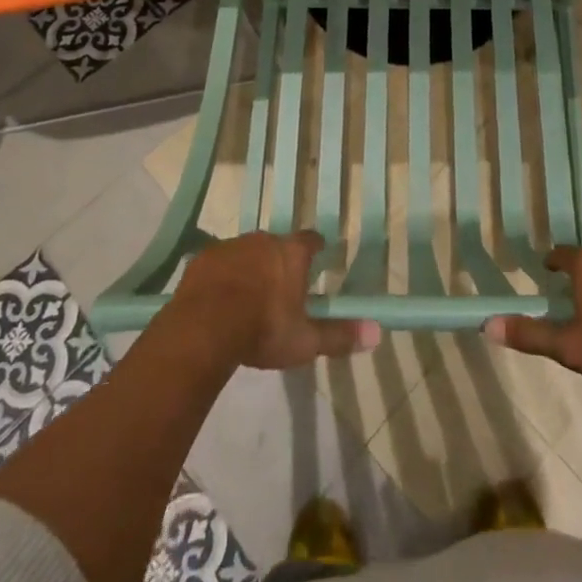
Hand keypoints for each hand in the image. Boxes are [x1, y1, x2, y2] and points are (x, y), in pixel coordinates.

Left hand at [173, 231, 379, 370]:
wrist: (204, 328)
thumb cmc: (262, 330)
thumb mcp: (304, 341)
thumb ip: (339, 335)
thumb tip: (377, 332)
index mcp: (292, 254)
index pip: (310, 241)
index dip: (315, 249)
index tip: (317, 257)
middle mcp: (264, 240)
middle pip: (277, 245)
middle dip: (278, 261)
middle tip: (279, 286)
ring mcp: (232, 246)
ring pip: (247, 252)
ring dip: (250, 267)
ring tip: (247, 296)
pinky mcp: (205, 258)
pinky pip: (219, 263)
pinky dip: (223, 276)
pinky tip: (218, 299)